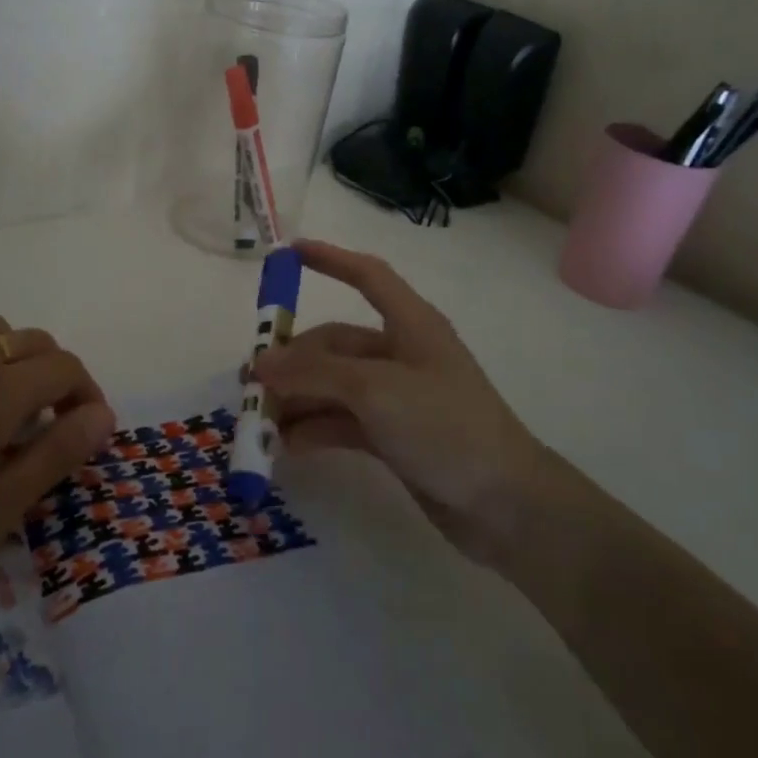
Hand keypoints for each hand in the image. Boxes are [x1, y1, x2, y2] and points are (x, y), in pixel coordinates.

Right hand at [251, 241, 542, 566]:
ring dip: (298, 399)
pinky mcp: (393, 436)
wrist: (506, 505)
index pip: (368, 276)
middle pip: (336, 344)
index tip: (288, 253)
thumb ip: (314, 374)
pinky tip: (286, 445)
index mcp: (410, 324)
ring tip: (260, 420)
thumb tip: (259, 364)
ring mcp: (396, 397)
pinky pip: (342, 421)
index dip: (330, 259)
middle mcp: (400, 354)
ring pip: (334, 385)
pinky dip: (315, 428)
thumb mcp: (375, 390)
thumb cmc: (445, 425)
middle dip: (294, 360)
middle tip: (252, 383)